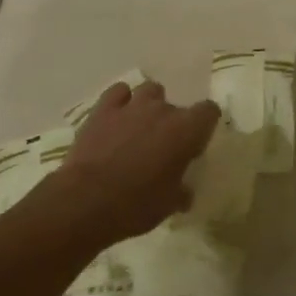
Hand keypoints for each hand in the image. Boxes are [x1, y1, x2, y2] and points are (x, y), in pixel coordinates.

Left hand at [44, 81, 218, 245]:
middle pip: (177, 105)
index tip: (196, 144)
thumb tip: (185, 193)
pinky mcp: (103, 109)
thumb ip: (182, 192)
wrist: (86, 201)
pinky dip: (121, 100)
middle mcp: (163, 110)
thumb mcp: (169, 205)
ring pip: (149, 90)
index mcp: (187, 130)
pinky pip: (118, 92)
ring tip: (140, 126)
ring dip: (149, 105)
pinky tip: (117, 117)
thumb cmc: (137, 204)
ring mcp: (132, 106)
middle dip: (173, 123)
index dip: (204, 125)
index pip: (209, 111)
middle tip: (163, 147)